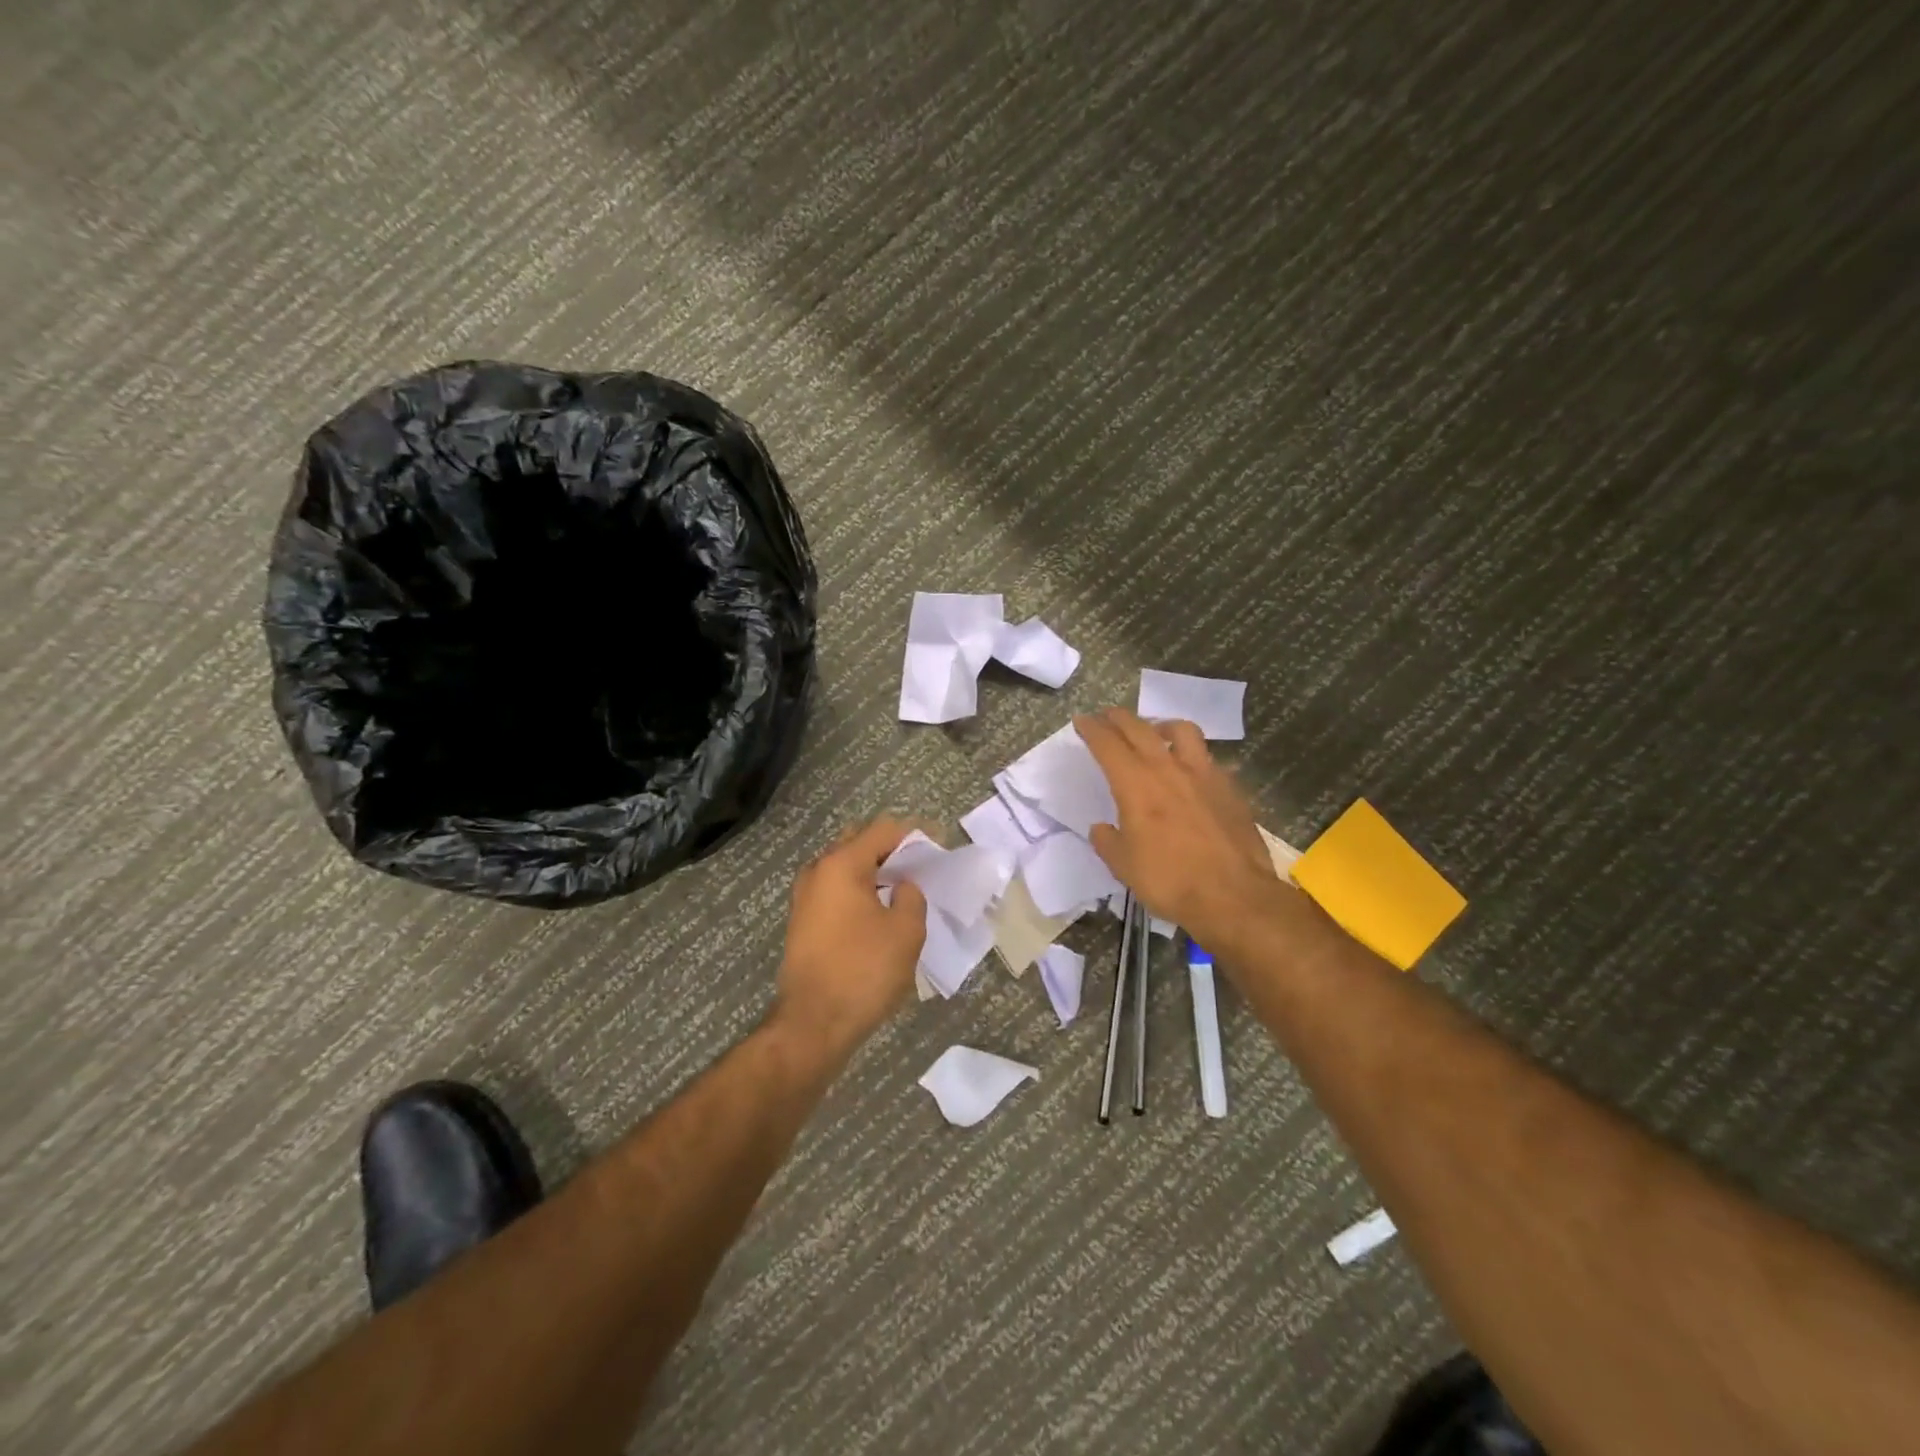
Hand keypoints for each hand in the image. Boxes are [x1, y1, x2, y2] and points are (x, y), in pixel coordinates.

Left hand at [774, 817, 927, 1054]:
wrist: (813, 1024)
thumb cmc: (864, 971)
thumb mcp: (906, 932)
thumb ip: (911, 897)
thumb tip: (902, 887)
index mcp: (841, 865)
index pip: (883, 831)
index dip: (915, 835)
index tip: (940, 846)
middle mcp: (817, 871)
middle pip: (859, 843)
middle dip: (892, 849)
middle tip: (921, 865)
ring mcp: (805, 897)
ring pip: (845, 868)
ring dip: (874, 872)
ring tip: (905, 888)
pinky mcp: (803, 921)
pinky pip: (836, 891)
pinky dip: (859, 891)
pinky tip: (881, 910)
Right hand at [1076, 707, 1278, 937]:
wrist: (1234, 896)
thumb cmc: (1169, 880)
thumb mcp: (1123, 866)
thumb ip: (1108, 841)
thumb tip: (1102, 828)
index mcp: (1135, 784)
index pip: (1107, 744)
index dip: (1091, 729)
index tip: (1082, 720)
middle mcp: (1168, 768)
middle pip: (1140, 728)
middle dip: (1119, 718)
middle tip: (1107, 717)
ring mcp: (1204, 774)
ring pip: (1181, 730)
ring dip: (1161, 725)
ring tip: (1155, 733)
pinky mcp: (1230, 787)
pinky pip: (1208, 759)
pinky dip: (1193, 757)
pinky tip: (1191, 772)